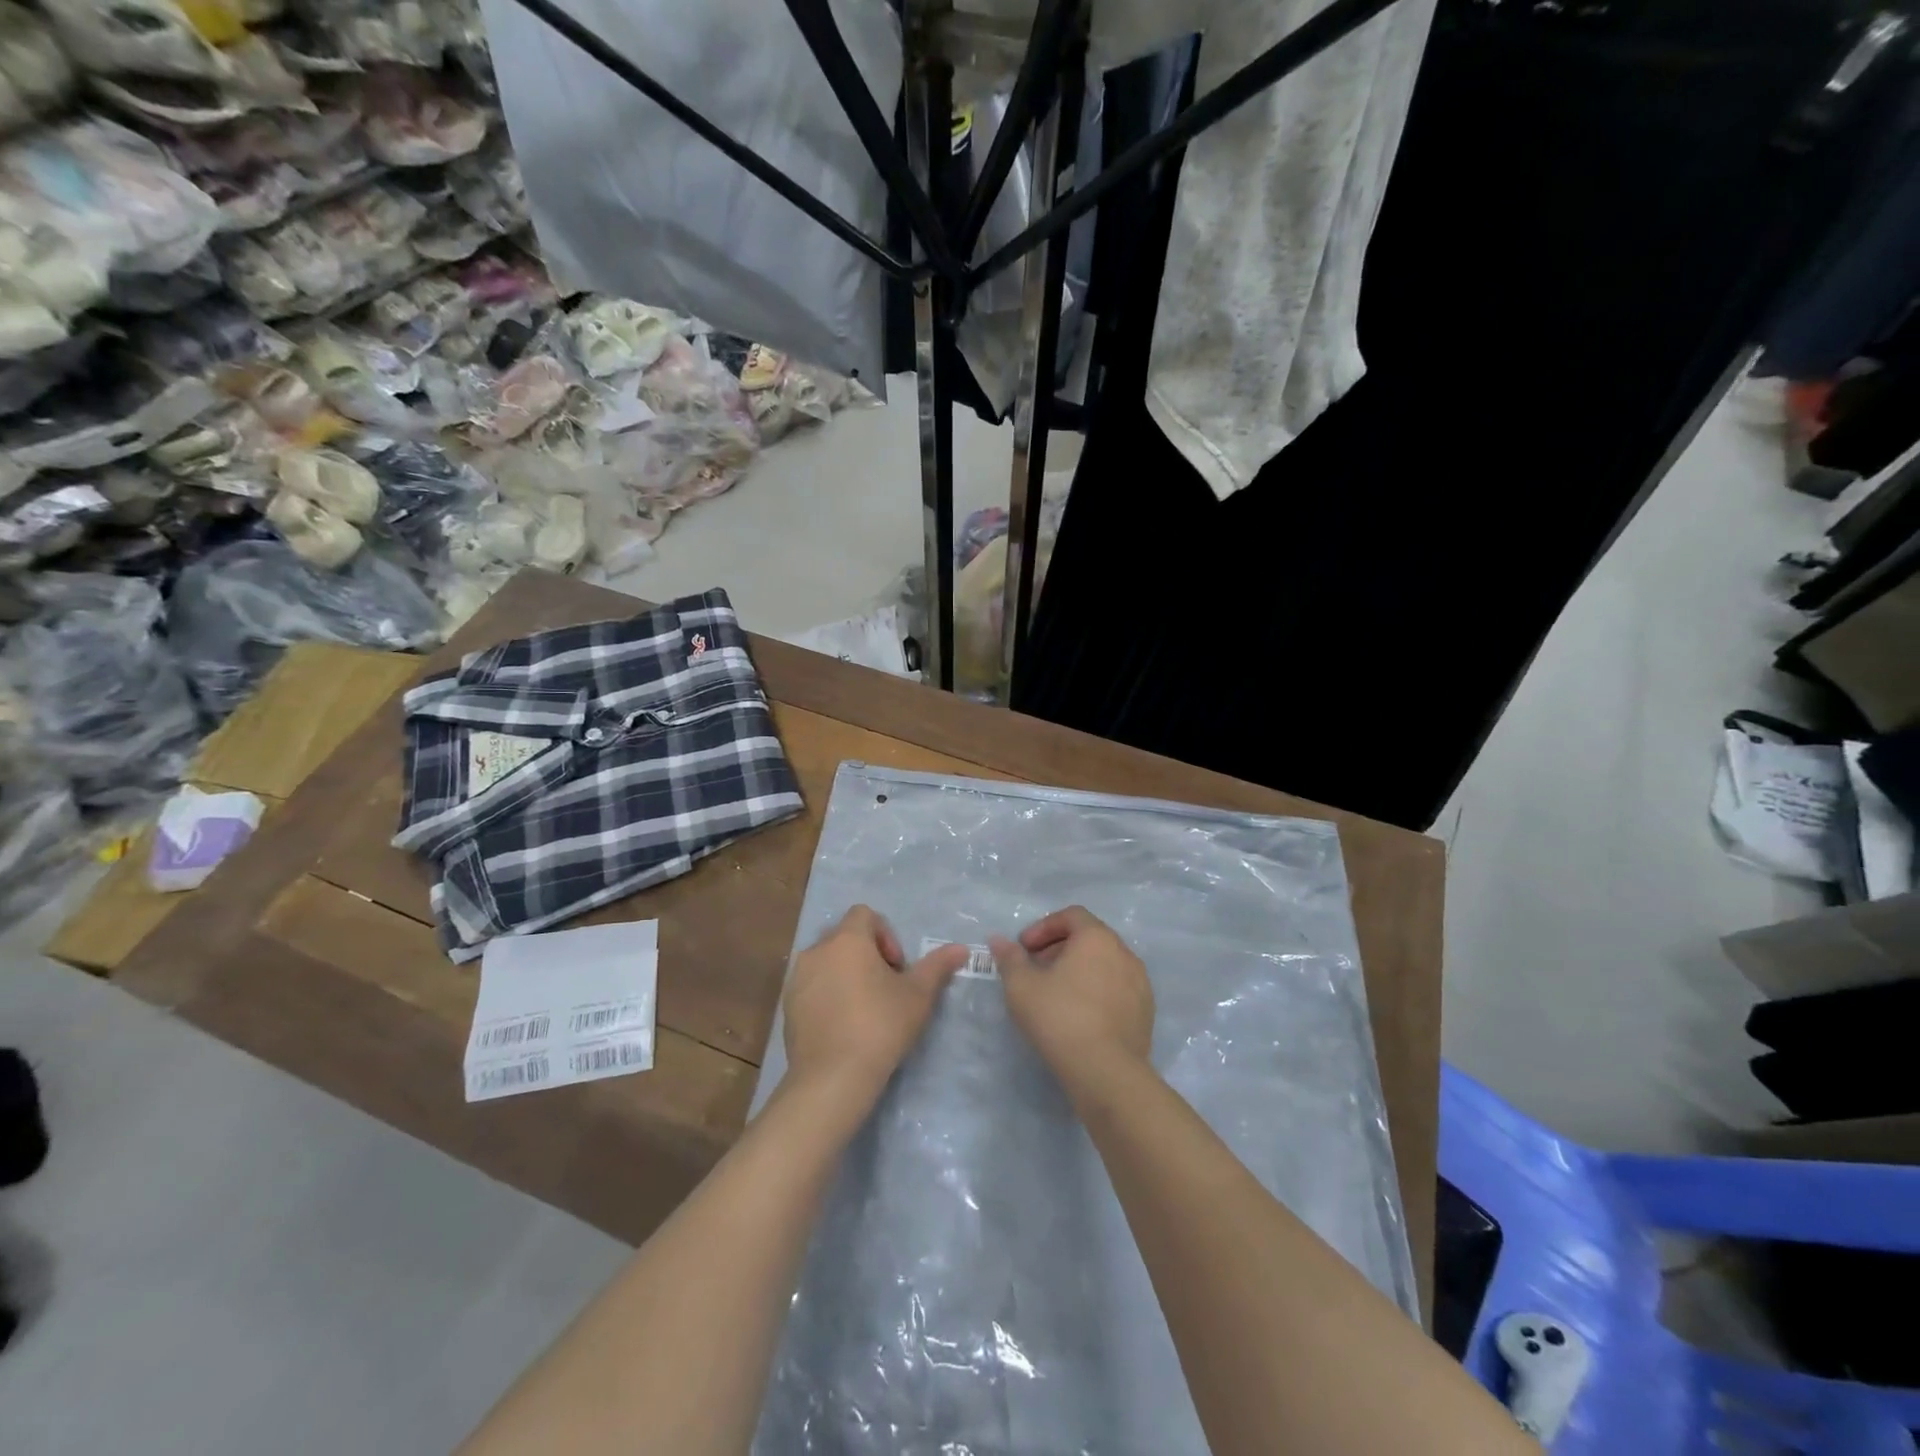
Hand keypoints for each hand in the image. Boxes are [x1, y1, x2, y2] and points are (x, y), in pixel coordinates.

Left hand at [783, 906, 968, 1106]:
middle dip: (866, 955)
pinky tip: (842, 1026)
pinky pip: (811, 986)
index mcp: (847, 940)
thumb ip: (937, 966)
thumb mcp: (918, 996)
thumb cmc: (880, 1027)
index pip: (864, 914)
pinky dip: (827, 995)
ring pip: (826, 962)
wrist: (832, 1078)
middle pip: (844, 937)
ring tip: (863, 1008)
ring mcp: (797, 978)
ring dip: (845, 974)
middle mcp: (817, 950)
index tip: (896, 969)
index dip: (886, 935)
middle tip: (884, 988)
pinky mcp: (787, 1005)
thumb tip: (961, 948)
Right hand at [990, 906, 1154, 1082]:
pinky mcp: (1145, 1011)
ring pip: (1105, 964)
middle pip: (1089, 938)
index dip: (1043, 927)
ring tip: (1057, 994)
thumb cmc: (1060, 1018)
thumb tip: (999, 940)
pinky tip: (1080, 1016)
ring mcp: (1140, 982)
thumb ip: (1009, 958)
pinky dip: (1097, 991)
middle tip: (1036, 970)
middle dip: (1059, 949)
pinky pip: (1117, 989)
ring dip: (1079, 970)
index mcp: (1097, 938)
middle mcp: (1124, 952)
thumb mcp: (1021, 987)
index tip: (1025, 949)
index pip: (1071, 915)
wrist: (1106, 1072)